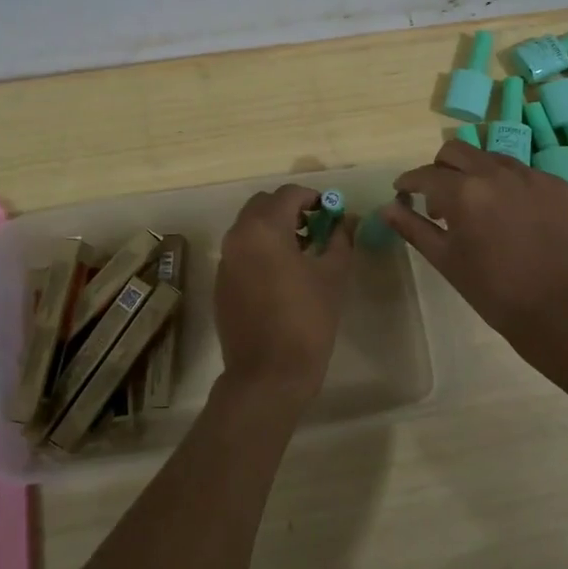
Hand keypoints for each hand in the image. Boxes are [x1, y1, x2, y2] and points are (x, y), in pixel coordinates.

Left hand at [213, 184, 353, 402]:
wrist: (268, 374)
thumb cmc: (307, 320)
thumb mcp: (333, 275)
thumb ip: (340, 239)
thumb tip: (346, 220)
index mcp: (264, 228)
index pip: (289, 194)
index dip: (313, 198)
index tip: (331, 213)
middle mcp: (238, 237)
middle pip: (263, 205)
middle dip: (290, 209)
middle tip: (316, 228)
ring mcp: (225, 261)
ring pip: (249, 227)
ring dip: (274, 228)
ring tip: (302, 252)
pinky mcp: (221, 283)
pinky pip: (241, 251)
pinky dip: (260, 250)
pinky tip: (282, 276)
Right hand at [382, 141, 567, 357]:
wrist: (560, 310)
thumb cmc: (493, 290)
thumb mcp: (446, 259)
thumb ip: (413, 228)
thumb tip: (386, 208)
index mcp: (464, 191)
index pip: (425, 174)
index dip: (408, 182)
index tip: (403, 192)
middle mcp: (497, 172)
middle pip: (456, 151)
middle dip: (440, 169)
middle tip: (439, 197)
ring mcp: (533, 176)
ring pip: (492, 158)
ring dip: (476, 175)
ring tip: (480, 207)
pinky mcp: (559, 185)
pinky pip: (525, 174)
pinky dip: (510, 188)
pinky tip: (514, 217)